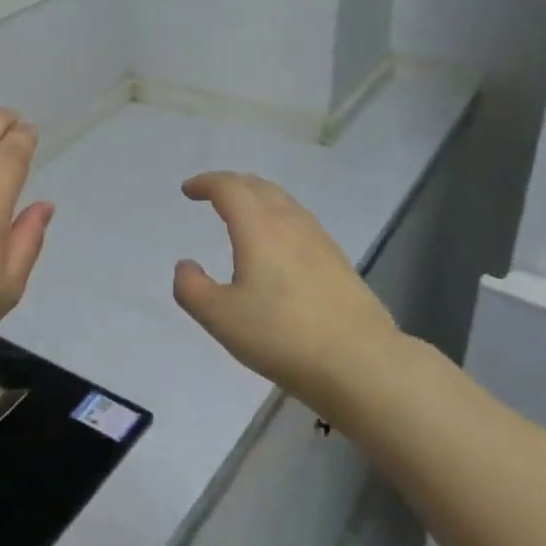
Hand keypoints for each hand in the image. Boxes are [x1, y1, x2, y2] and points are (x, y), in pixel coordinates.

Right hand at [172, 172, 403, 412]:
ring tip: (242, 214)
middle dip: (232, 184)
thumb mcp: (220, 317)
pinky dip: (278, 218)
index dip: (206, 183)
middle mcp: (290, 224)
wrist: (360, 362)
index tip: (188, 190)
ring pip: (285, 203)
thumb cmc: (281, 335)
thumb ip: (192, 289)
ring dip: (258, 198)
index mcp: (258, 228)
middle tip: (212, 194)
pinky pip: (301, 222)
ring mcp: (320, 241)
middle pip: (260, 187)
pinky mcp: (338, 262)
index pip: (230, 188)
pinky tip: (278, 244)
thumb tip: (185, 266)